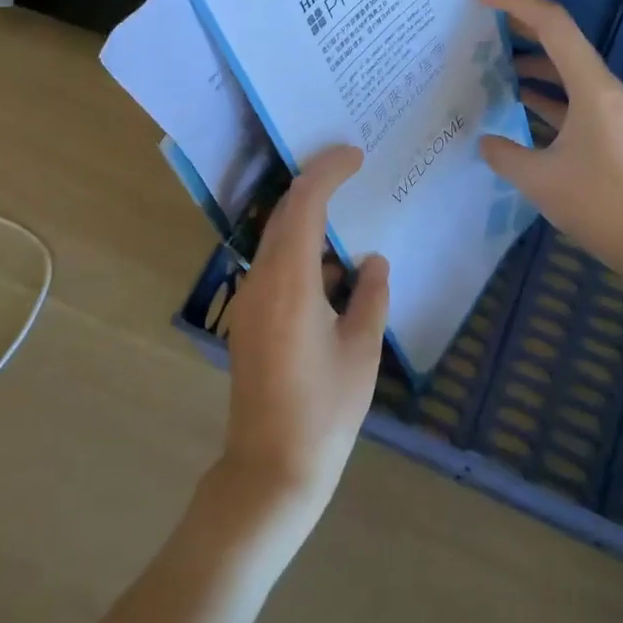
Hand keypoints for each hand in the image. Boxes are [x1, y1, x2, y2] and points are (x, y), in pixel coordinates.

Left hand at [216, 144, 389, 538]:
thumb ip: (371, 297)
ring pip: (276, 242)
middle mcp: (260, 282)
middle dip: (316, 187)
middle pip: (283, 216)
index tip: (355, 155)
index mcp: (290, 283)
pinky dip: (303, 256)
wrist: (271, 468)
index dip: (327, 171)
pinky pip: (274, 269)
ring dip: (309, 224)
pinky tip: (335, 274)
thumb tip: (374, 262)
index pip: (303, 205)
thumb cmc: (325, 411)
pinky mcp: (248, 319)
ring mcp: (248, 301)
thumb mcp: (362, 351)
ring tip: (350, 223)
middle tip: (352, 172)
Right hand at [472, 0, 622, 301]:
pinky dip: (541, 93)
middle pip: (558, 38)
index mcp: (591, 86)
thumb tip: (485, 141)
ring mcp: (604, 108)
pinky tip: (513, 102)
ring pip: (562, 68)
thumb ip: (504, 153)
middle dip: (520, 23)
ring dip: (529, 60)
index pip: (552, 24)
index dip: (514, 1)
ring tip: (488, 61)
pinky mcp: (604, 129)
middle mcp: (600, 87)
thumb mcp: (539, 179)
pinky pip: (567, 96)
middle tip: (479, 18)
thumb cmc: (598, 202)